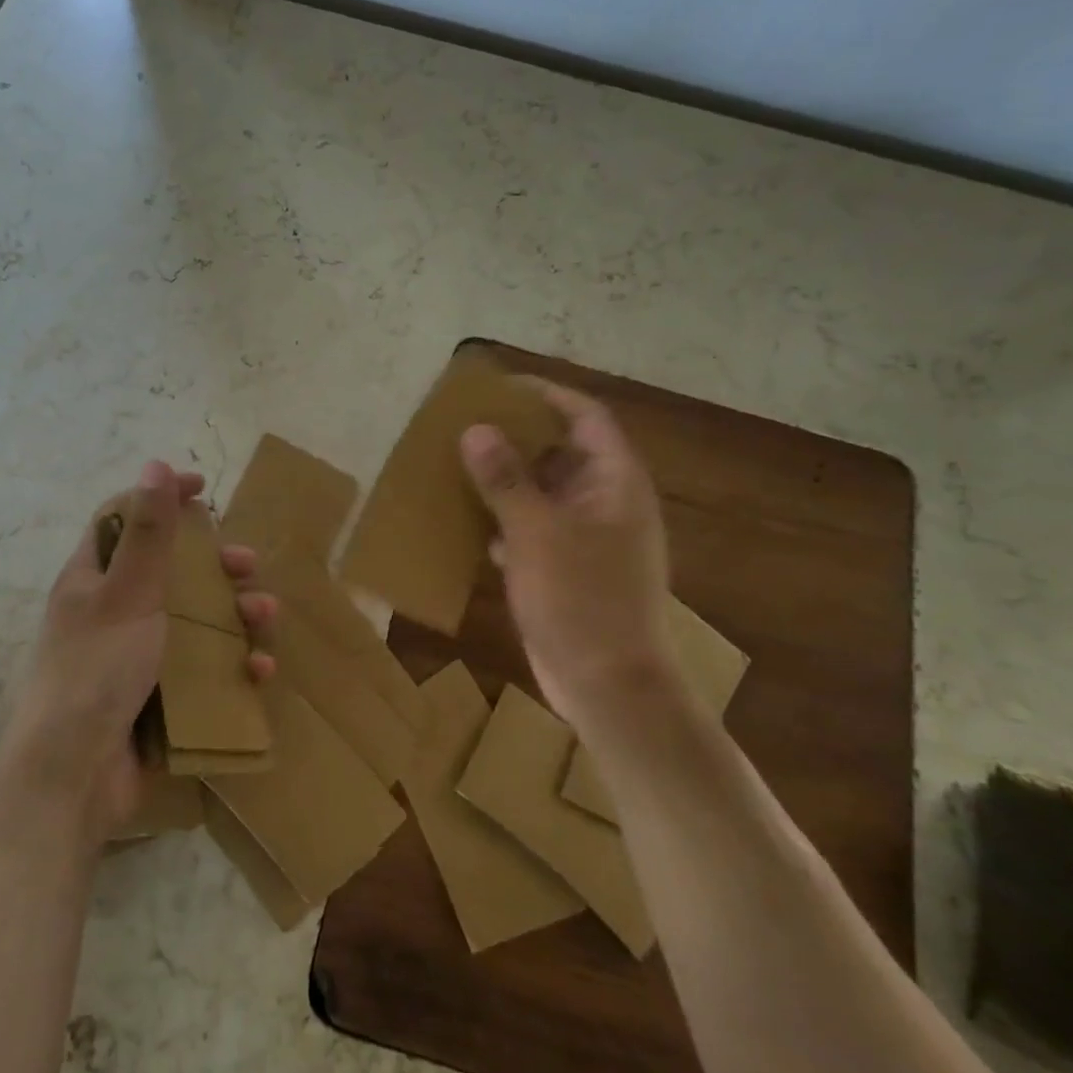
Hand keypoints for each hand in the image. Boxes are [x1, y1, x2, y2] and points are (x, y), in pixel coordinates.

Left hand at [7, 460, 276, 834]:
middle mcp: (115, 612)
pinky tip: (257, 670)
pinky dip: (233, 665)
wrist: (74, 778)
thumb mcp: (127, 593)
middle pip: (172, 571)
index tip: (203, 488)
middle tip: (245, 564)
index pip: (127, 519)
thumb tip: (156, 462)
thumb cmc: (96, 670)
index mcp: (94, 579)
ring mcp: (138, 657)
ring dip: (236, 613)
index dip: (162, 498)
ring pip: (197, 620)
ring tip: (265, 615)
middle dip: (214, 564)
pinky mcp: (161, 698)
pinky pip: (205, 670)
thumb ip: (148, 531)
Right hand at [460, 381, 675, 731]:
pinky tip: (468, 521)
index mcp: (614, 481)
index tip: (499, 386)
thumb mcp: (537, 533)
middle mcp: (605, 500)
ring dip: (505, 478)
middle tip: (466, 423)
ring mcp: (588, 536)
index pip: (584, 416)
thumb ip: (505, 479)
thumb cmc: (581, 600)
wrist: (609, 687)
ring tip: (457, 463)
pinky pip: (533, 527)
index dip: (546, 394)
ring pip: (543, 490)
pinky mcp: (568, 567)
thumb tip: (476, 429)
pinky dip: (504, 519)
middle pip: (561, 450)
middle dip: (516, 435)